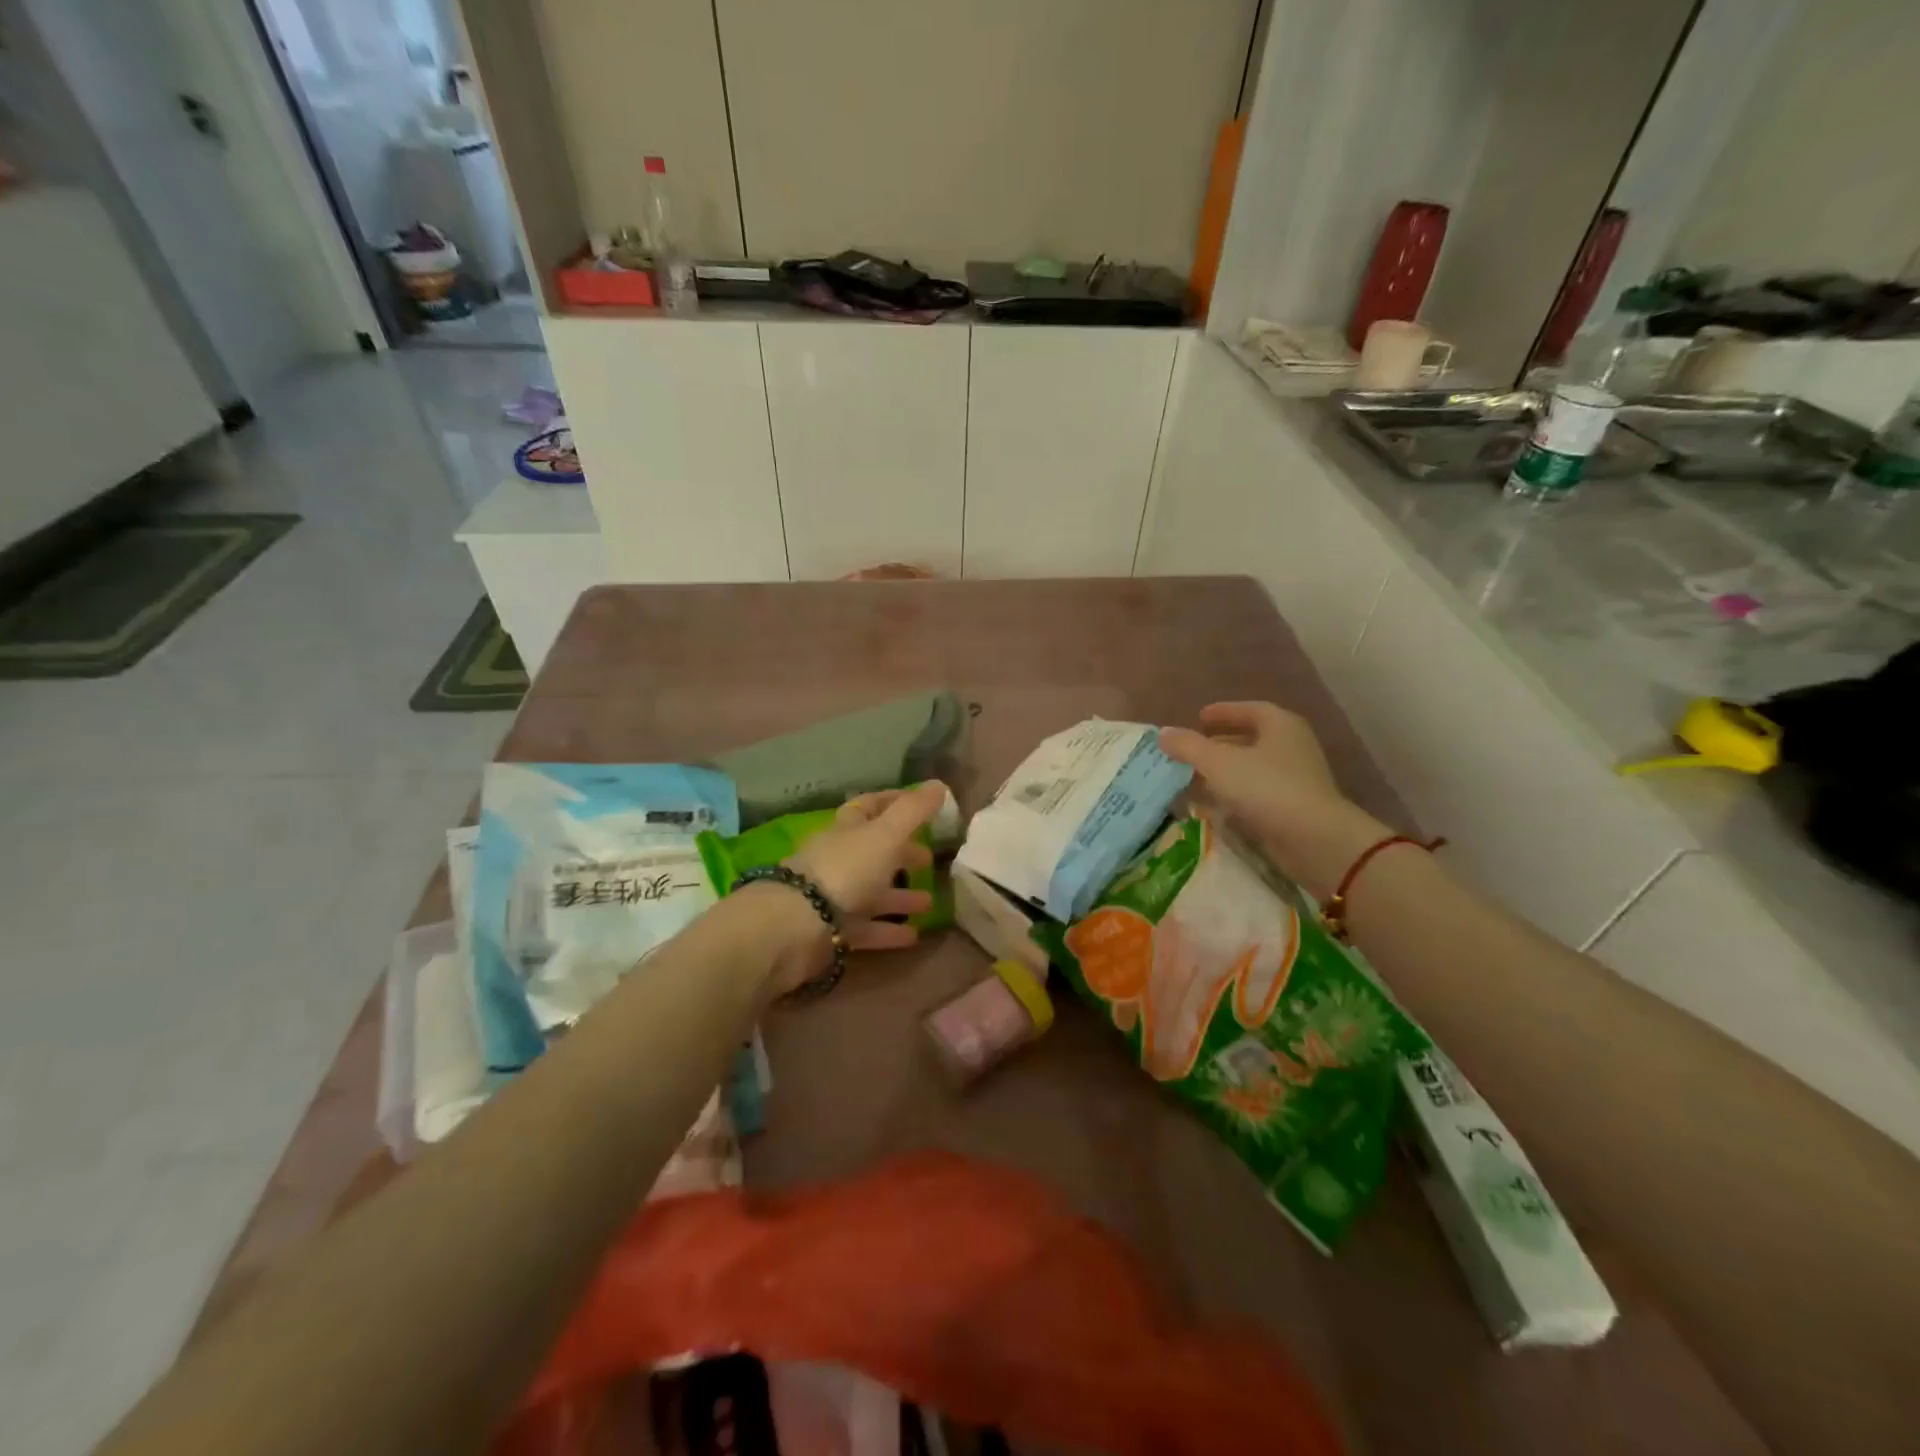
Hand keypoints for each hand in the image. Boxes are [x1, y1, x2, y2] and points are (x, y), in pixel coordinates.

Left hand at [761, 783, 944, 993]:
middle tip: (930, 859)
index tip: (924, 804)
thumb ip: (913, 811)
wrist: (797, 925)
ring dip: (900, 896)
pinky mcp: (833, 931)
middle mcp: (840, 859)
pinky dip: (889, 930)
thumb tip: (939, 784)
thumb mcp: (886, 834)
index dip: (896, 802)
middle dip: (902, 853)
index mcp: (848, 829)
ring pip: (872, 892)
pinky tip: (914, 936)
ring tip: (930, 902)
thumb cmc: (845, 870)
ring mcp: (834, 896)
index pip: (871, 807)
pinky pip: (867, 928)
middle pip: (874, 851)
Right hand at [1160, 703, 1386, 896]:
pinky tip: (1216, 804)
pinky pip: (1259, 791)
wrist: (1313, 839)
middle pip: (1253, 738)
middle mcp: (1293, 746)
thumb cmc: (1266, 788)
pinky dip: (1236, 792)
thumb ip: (1189, 746)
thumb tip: (1163, 733)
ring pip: (1254, 766)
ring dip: (1227, 770)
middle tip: (1194, 748)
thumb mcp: (1218, 762)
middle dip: (1222, 742)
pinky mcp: (1294, 807)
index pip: (1251, 709)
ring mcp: (1297, 778)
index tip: (1200, 717)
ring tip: (1197, 776)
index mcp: (1281, 725)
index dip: (1224, 712)